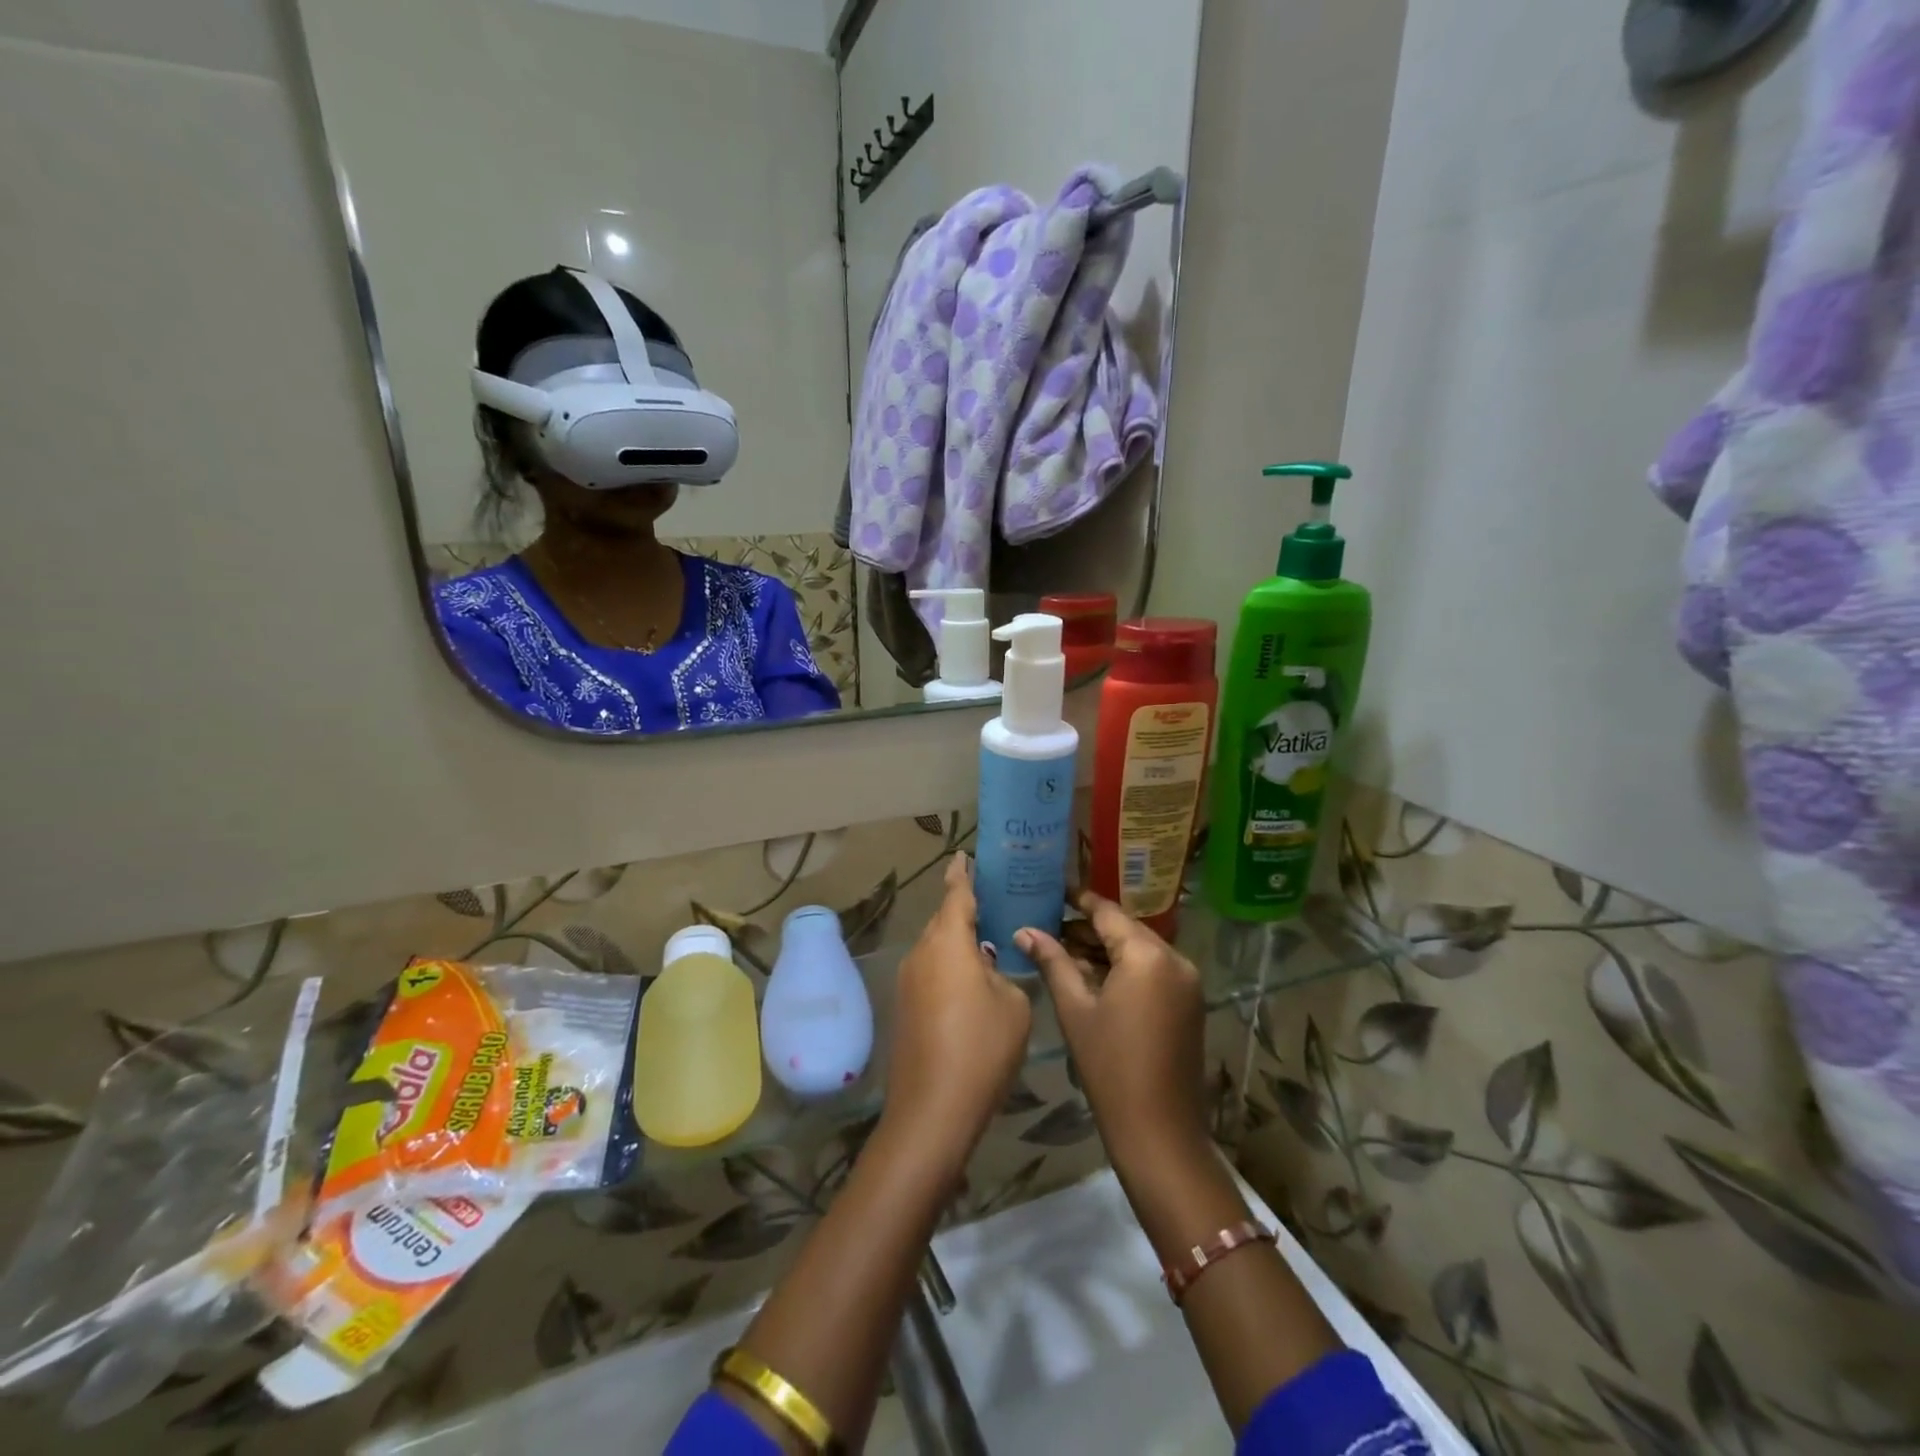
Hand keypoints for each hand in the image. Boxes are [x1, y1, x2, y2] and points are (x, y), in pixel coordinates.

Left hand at [884, 853, 1032, 1166]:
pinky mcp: (905, 1007)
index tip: (964, 855)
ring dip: (959, 943)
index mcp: (948, 941)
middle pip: (943, 920)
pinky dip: (950, 967)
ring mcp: (908, 981)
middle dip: (964, 910)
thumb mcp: (1013, 1005)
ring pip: (936, 948)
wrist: (932, 1109)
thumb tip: (987, 969)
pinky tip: (973, 983)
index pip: (956, 894)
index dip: (962, 873)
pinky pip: (931, 971)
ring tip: (989, 943)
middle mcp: (921, 953)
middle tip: (994, 903)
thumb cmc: (981, 1047)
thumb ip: (1003, 974)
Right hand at [1017, 890, 1206, 1175]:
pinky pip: (1152, 972)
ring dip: (1104, 950)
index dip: (1078, 900)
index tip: (1052, 890)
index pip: (1107, 912)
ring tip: (1062, 951)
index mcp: (1147, 955)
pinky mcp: (1189, 1004)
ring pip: (1139, 951)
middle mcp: (1175, 959)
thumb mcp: (1075, 1009)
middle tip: (1047, 926)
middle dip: (1087, 928)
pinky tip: (1092, 977)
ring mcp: (1187, 982)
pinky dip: (1124, 969)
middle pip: (1125, 930)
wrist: (1160, 1132)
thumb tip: (1024, 931)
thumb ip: (1052, 962)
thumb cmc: (1110, 1067)